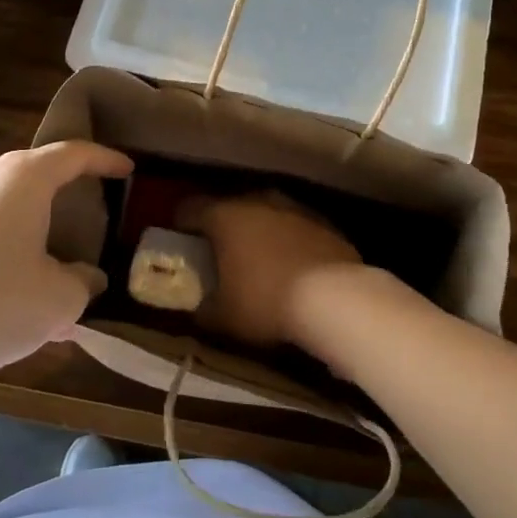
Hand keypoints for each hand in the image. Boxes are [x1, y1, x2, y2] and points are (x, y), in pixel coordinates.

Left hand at [0, 142, 132, 377]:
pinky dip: (4, 250)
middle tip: (90, 220)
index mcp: (23, 179)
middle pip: (36, 177)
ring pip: (6, 208)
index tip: (127, 169)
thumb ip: (83, 284)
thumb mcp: (59, 300)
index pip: (73, 154)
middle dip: (66, 197)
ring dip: (33, 231)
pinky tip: (11, 294)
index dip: (105, 159)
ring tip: (52, 270)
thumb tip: (86, 279)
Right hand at [184, 192, 362, 350]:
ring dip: (258, 231)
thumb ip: (203, 308)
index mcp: (224, 216)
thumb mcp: (223, 316)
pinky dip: (288, 240)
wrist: (336, 298)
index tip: (181, 243)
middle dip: (222, 227)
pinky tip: (291, 266)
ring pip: (265, 213)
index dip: (181, 225)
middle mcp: (257, 201)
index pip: (190, 208)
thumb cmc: (266, 302)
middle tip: (219, 254)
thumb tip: (198, 307)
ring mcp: (294, 208)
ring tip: (257, 259)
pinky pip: (294, 227)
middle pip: (230, 207)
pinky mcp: (323, 222)